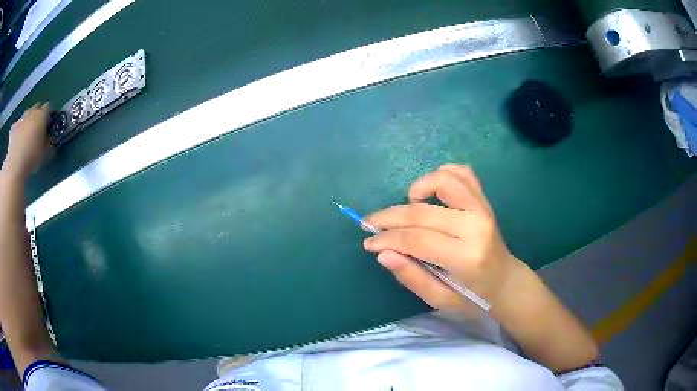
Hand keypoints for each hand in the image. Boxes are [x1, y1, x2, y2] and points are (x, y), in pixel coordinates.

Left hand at [2, 103, 50, 179]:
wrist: (15, 165)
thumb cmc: (32, 158)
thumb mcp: (45, 154)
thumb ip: (50, 144)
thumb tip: (51, 142)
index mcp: (41, 115)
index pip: (48, 108)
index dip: (49, 114)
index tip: (49, 123)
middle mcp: (31, 112)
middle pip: (36, 107)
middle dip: (37, 115)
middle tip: (37, 128)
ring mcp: (21, 119)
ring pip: (26, 115)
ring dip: (27, 122)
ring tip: (26, 135)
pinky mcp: (13, 128)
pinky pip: (16, 125)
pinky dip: (17, 130)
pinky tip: (17, 140)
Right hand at [363, 164, 519, 311]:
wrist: (505, 281)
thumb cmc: (473, 296)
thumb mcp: (440, 300)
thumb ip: (412, 277)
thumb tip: (382, 254)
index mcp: (465, 257)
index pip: (416, 239)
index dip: (386, 239)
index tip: (369, 242)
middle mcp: (475, 226)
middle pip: (422, 212)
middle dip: (388, 217)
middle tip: (370, 224)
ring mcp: (482, 208)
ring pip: (444, 180)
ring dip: (417, 188)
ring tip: (407, 205)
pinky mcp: (484, 200)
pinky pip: (463, 173)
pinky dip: (442, 174)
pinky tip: (431, 191)